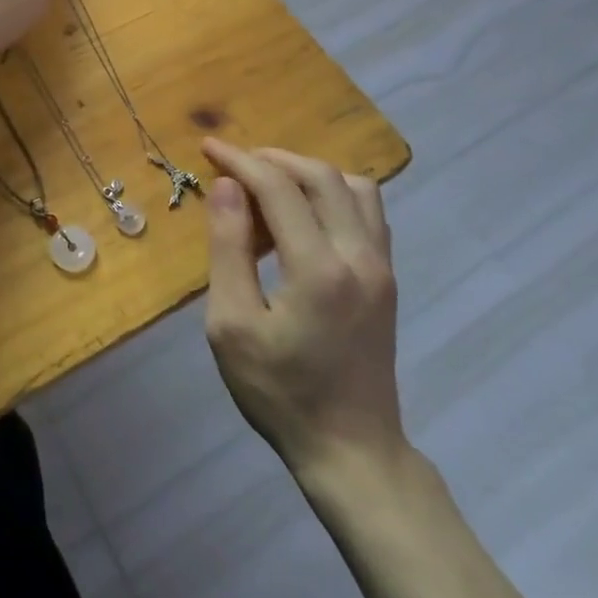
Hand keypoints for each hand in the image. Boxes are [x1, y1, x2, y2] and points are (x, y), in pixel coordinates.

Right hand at [201, 138, 405, 482]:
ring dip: (309, 174)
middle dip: (273, 159)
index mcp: (318, 268)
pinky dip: (334, 195)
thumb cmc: (279, 392)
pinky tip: (305, 216)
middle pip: (321, 176)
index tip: (209, 148)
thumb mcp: (232, 325)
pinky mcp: (387, 278)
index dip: (240, 160)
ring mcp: (381, 266)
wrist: (351, 449)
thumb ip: (228, 249)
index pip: (278, 188)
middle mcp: (359, 255)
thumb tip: (227, 186)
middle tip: (235, 165)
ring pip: (355, 187)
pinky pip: (368, 212)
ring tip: (270, 188)